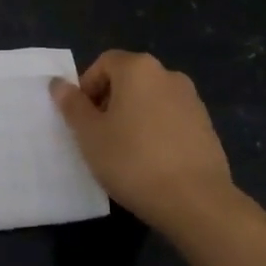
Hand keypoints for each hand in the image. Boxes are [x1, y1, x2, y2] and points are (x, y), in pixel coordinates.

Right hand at [51, 50, 234, 234]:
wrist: (196, 202)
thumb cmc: (132, 160)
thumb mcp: (89, 134)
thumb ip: (72, 105)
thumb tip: (58, 83)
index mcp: (138, 69)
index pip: (104, 63)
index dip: (87, 87)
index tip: (81, 118)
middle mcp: (168, 75)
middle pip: (129, 79)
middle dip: (109, 101)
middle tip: (98, 134)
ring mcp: (192, 101)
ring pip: (151, 100)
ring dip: (133, 116)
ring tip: (124, 151)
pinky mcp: (207, 127)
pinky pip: (171, 119)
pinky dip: (156, 131)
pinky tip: (150, 162)